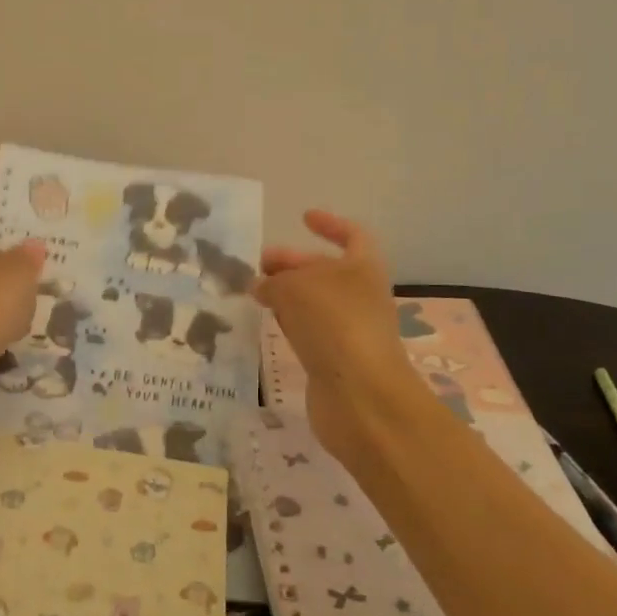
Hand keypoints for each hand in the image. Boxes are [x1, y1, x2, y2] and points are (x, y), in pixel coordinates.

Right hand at [257, 211, 419, 454]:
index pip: (353, 236)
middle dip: (293, 263)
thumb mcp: (296, 288)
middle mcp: (360, 296)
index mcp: (363, 269)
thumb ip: (275, 281)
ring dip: (287, 294)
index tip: (303, 218)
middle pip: (326, 271)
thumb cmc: (334, 325)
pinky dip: (289, 322)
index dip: (330, 224)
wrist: (361, 397)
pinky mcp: (334, 360)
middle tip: (258, 264)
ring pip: (314, 302)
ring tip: (253, 292)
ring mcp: (349, 330)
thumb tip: (262, 286)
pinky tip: (268, 323)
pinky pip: (309, 331)